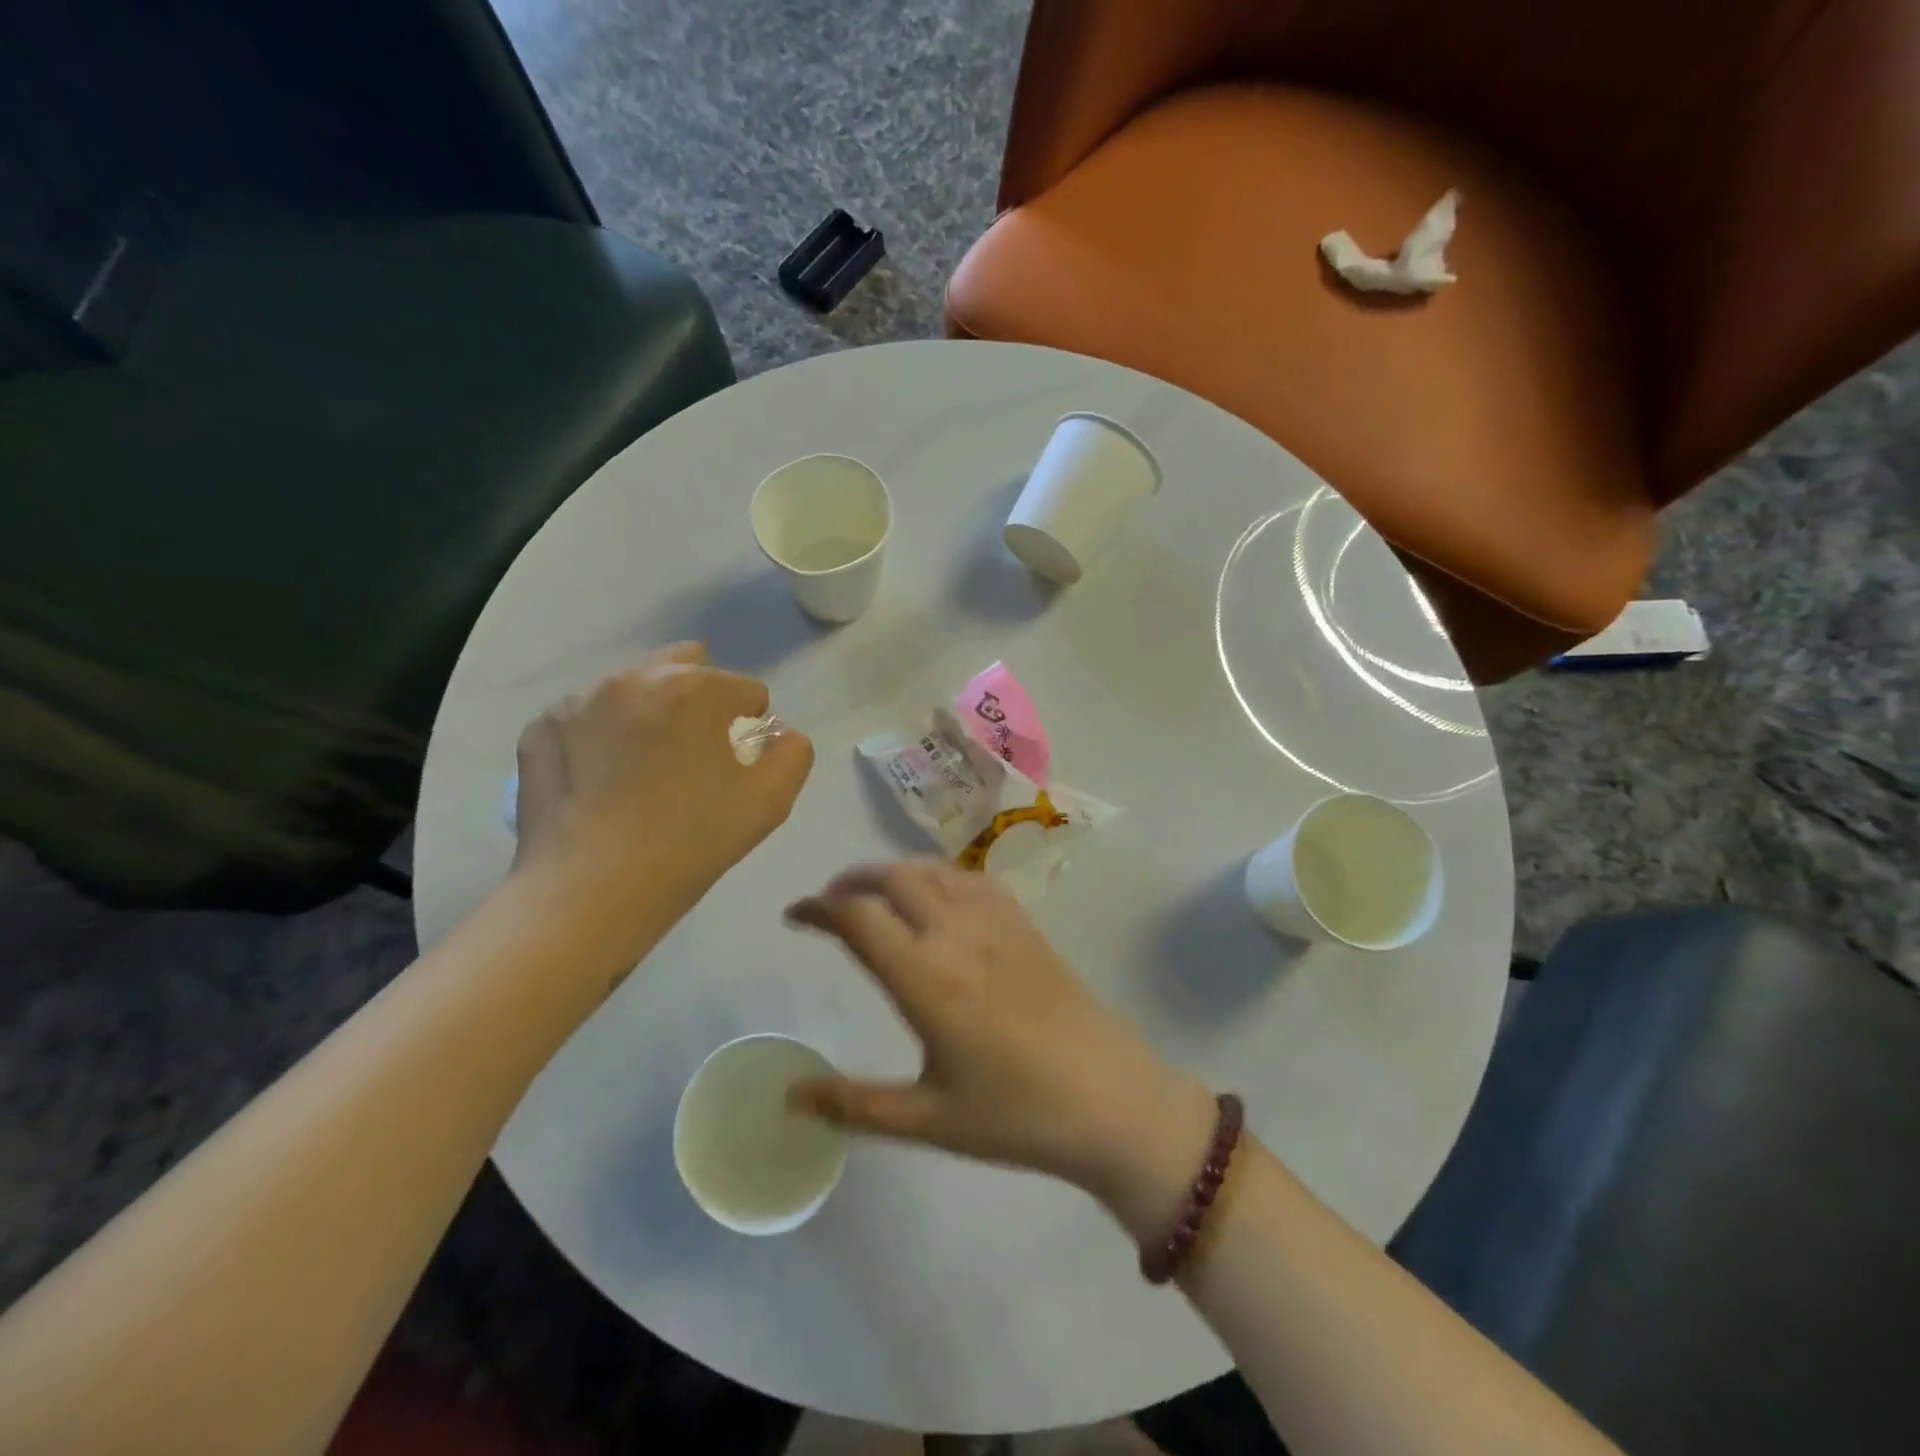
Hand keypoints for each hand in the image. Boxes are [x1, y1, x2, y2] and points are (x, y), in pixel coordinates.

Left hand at [513, 643, 813, 930]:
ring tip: (647, 765)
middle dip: (701, 699)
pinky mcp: (542, 727)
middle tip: (695, 750)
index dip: (752, 726)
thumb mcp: (770, 801)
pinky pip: (589, 716)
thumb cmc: (691, 841)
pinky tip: (604, 778)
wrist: (591, 890)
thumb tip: (779, 734)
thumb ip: (793, 752)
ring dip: (651, 710)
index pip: (746, 689)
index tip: (737, 763)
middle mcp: (634, 677)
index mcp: (694, 688)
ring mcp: (580, 699)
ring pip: (634, 686)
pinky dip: (605, 733)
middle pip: (685, 667)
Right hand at [783, 860, 1214, 1200]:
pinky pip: (970, 877)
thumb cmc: (1016, 1115)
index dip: (817, 908)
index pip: (858, 918)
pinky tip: (935, 897)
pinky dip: (937, 874)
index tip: (794, 916)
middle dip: (850, 881)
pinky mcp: (1025, 923)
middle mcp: (956, 934)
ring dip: (892, 872)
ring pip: (931, 869)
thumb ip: (853, 1104)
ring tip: (873, 895)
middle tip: (829, 905)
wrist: (1112, 1098)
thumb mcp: (927, 1118)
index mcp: (926, 979)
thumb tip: (788, 1097)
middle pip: (892, 878)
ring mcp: (996, 922)